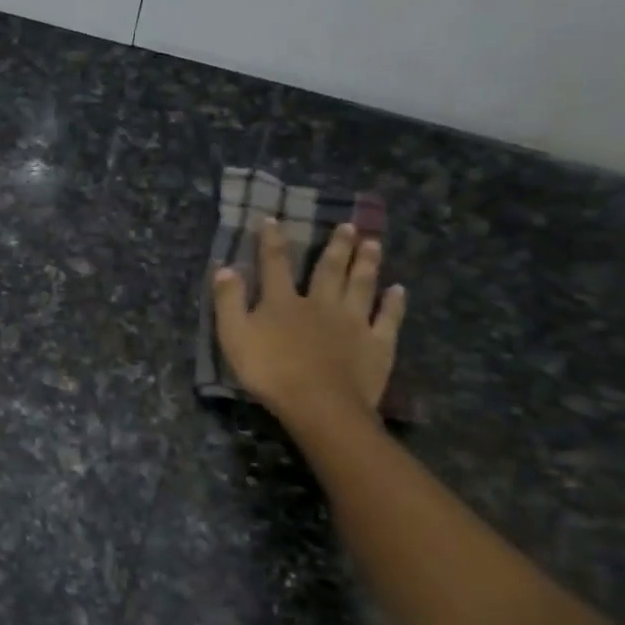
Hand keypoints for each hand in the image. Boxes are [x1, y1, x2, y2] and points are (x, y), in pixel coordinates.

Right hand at [212, 219, 406, 425]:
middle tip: (349, 225)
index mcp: (283, 302)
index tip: (273, 219)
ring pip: (361, 285)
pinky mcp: (377, 344)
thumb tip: (225, 267)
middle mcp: (321, 303)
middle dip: (337, 246)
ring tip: (374, 243)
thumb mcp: (234, 336)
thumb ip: (228, 302)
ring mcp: (353, 322)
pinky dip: (394, 303)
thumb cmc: (270, 372)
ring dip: (367, 263)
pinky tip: (398, 290)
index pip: (275, 264)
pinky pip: (388, 318)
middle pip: (329, 269)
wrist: (319, 405)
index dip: (272, 241)